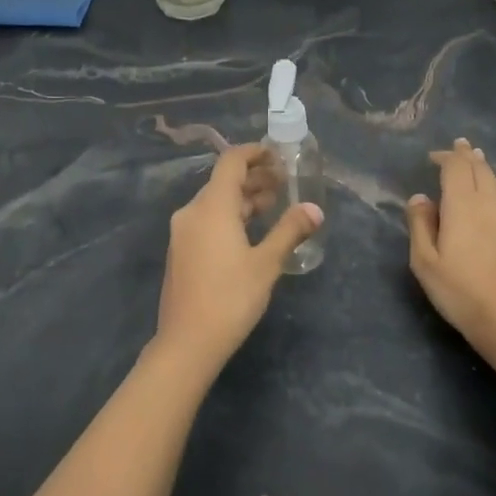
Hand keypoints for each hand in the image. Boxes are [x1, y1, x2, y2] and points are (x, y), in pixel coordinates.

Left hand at [153, 144, 323, 370]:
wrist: (187, 342)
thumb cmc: (230, 298)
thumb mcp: (267, 263)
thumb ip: (290, 231)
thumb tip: (315, 209)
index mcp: (211, 207)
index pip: (231, 162)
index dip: (255, 153)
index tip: (279, 156)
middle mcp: (192, 213)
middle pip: (223, 182)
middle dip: (254, 178)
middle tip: (285, 184)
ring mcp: (182, 233)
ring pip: (215, 204)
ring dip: (243, 199)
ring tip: (274, 206)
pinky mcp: (181, 252)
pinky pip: (207, 221)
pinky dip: (230, 217)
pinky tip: (250, 232)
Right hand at [406, 138, 495, 360]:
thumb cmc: (459, 291)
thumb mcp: (425, 261)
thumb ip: (420, 225)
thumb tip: (420, 198)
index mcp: (462, 205)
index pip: (456, 168)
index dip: (446, 157)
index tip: (434, 156)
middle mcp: (487, 204)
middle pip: (479, 170)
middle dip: (467, 156)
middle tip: (460, 146)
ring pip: (494, 183)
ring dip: (482, 169)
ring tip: (475, 161)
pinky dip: (492, 187)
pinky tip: (490, 194)